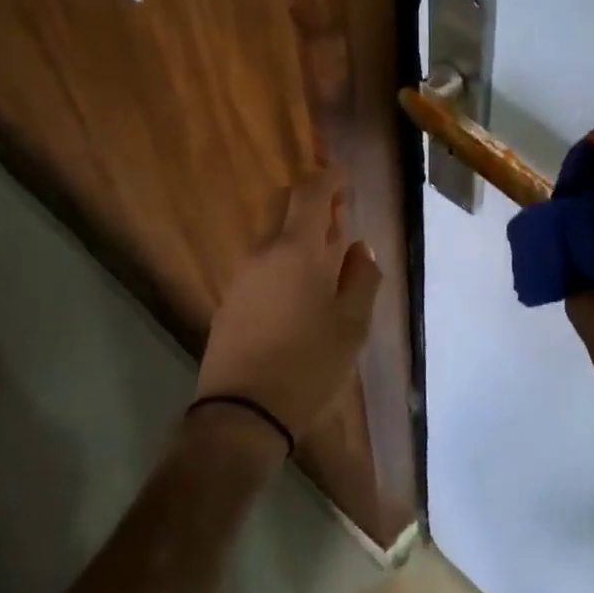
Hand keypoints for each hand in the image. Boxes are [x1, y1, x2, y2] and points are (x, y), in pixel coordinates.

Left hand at [196, 167, 382, 447]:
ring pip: (272, 237)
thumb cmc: (309, 364)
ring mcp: (242, 277)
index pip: (309, 194)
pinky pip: (262, 264)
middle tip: (339, 215)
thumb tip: (360, 250)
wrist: (242, 414)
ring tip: (329, 258)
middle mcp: (263, 253)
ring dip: (299, 233)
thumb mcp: (353, 324)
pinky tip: (303, 289)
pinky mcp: (231, 302)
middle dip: (311, 200)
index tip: (346, 178)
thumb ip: (362, 279)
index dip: (329, 178)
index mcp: (297, 251)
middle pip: (283, 206)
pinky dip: (285, 259)